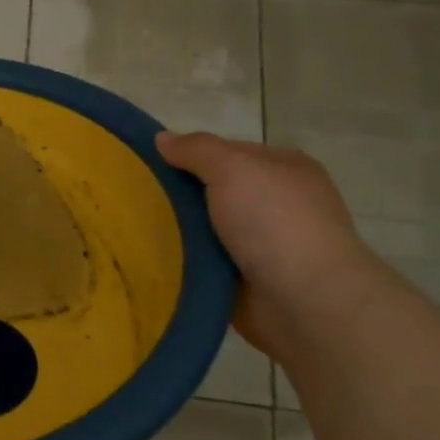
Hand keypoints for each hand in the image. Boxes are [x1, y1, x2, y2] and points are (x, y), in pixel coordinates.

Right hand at [157, 131, 379, 360]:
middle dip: (178, 195)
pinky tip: (152, 256)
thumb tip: (162, 138)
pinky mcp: (249, 279)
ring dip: (177, 230)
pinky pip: (204, 261)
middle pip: (213, 190)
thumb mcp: (232, 167)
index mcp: (284, 170)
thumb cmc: (274, 222)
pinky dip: (184, 260)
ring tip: (132, 228)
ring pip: (205, 227)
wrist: (306, 301)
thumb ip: (196, 149)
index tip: (151, 165)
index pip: (226, 152)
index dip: (189, 155)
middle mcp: (278, 204)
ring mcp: (265, 244)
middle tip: (134, 197)